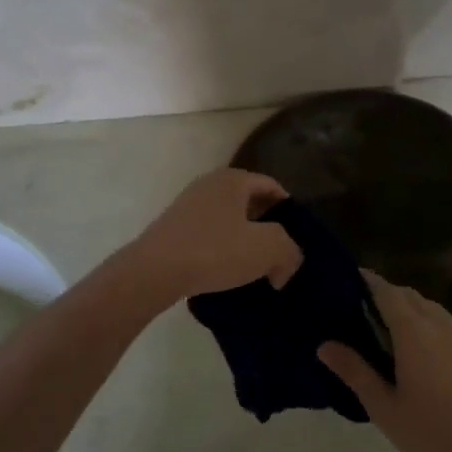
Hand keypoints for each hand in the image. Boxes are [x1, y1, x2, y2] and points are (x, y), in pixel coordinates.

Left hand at [125, 168, 301, 303]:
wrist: (154, 271)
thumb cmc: (214, 251)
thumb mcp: (267, 249)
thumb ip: (288, 251)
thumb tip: (284, 265)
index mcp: (233, 179)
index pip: (272, 186)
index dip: (290, 211)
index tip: (296, 238)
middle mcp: (209, 184)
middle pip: (249, 202)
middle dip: (266, 226)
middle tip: (279, 254)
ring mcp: (187, 205)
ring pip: (228, 219)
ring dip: (243, 239)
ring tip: (255, 267)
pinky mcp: (173, 228)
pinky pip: (208, 234)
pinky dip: (221, 249)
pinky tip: (225, 272)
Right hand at [319, 272, 451, 451]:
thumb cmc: (431, 434)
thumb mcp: (384, 407)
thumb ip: (354, 371)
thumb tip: (324, 345)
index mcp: (414, 332)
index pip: (386, 291)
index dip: (366, 282)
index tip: (345, 282)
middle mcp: (441, 325)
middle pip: (409, 296)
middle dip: (385, 296)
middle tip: (359, 313)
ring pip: (431, 310)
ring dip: (408, 311)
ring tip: (386, 335)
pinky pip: (448, 328)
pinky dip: (428, 328)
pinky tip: (419, 357)